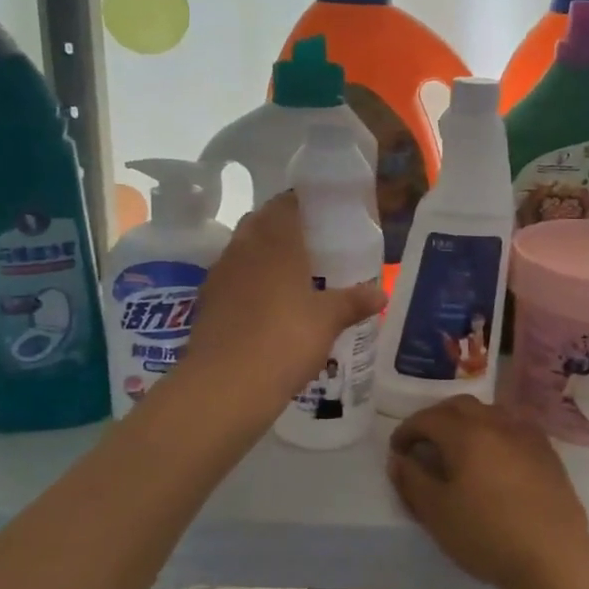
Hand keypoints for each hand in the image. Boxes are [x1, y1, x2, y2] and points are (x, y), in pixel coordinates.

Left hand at [182, 192, 384, 406]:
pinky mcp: (206, 303)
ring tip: (290, 275)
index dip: (301, 203)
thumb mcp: (328, 321)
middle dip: (281, 228)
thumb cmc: (285, 340)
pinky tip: (266, 305)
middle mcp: (243, 249)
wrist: (225, 385)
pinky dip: (247, 283)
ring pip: (242, 250)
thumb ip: (354, 302)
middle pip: (260, 223)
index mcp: (275, 242)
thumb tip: (382, 293)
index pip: (284, 204)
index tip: (320, 213)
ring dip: (262, 255)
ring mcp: (220, 275)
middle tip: (310, 244)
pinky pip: (231, 280)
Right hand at [387, 398, 588, 588]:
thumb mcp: (437, 514)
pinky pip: (513, 427)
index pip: (428, 418)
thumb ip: (413, 481)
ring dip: (466, 422)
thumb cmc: (488, 535)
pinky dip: (494, 433)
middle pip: (460, 406)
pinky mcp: (547, 451)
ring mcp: (526, 434)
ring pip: (489, 412)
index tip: (397, 451)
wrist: (554, 558)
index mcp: (467, 433)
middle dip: (436, 419)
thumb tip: (399, 459)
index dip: (407, 430)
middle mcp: (497, 422)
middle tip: (424, 443)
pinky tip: (493, 458)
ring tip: (457, 449)